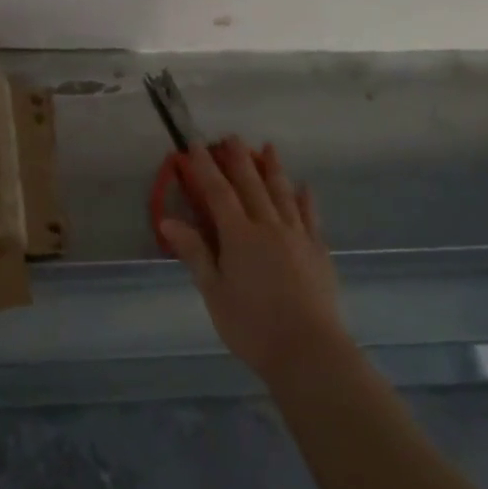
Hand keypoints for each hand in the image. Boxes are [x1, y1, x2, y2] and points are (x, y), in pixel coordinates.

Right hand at [157, 137, 347, 380]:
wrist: (310, 352)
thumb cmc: (252, 326)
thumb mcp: (214, 292)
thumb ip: (194, 252)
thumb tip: (168, 220)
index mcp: (239, 236)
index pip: (218, 192)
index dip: (205, 167)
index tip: (195, 144)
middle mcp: (269, 227)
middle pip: (252, 185)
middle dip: (239, 159)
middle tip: (231, 136)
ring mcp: (298, 237)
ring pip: (283, 194)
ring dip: (273, 168)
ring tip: (268, 147)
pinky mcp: (319, 252)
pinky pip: (311, 217)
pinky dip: (306, 199)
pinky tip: (304, 187)